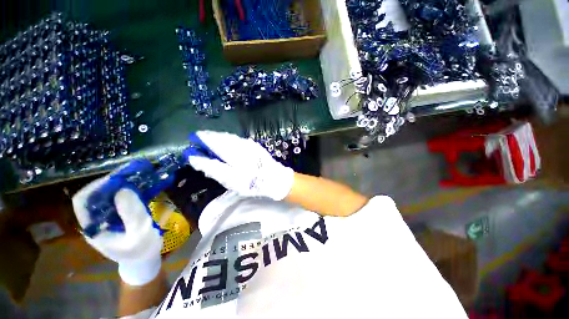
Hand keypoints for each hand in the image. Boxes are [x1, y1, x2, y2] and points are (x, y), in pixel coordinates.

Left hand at [72, 176, 162, 285]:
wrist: (144, 260)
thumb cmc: (141, 250)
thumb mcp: (139, 233)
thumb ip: (131, 213)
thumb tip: (123, 189)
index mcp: (94, 227)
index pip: (83, 202)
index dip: (96, 187)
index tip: (116, 179)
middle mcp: (95, 221)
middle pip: (95, 196)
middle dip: (111, 183)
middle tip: (130, 174)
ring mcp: (106, 219)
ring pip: (106, 197)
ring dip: (120, 186)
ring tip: (135, 178)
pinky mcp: (116, 217)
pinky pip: (117, 200)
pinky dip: (126, 192)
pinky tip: (138, 188)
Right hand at [184, 131, 294, 200]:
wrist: (275, 179)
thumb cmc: (252, 182)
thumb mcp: (230, 179)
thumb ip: (213, 168)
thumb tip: (195, 158)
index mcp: (232, 151)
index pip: (213, 140)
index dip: (203, 139)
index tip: (194, 139)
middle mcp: (240, 144)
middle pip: (222, 137)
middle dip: (210, 137)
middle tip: (201, 140)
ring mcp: (249, 144)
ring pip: (230, 137)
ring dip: (220, 138)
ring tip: (212, 140)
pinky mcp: (254, 146)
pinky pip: (238, 140)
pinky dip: (230, 141)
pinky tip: (228, 144)